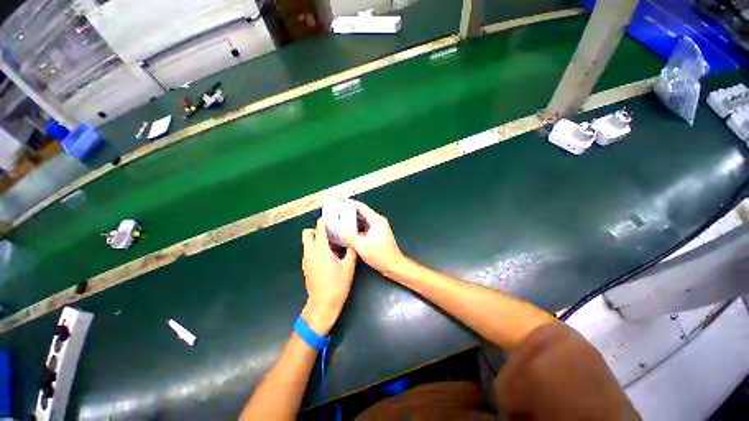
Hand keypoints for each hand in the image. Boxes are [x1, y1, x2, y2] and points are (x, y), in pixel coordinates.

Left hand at [301, 218, 356, 334]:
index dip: (324, 220)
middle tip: (331, 231)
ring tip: (332, 242)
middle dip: (317, 229)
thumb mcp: (348, 266)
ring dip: (317, 239)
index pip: (318, 228)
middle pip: (307, 233)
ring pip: (307, 242)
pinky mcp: (306, 267)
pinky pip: (309, 251)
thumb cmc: (337, 284)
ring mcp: (306, 260)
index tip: (332, 217)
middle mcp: (310, 252)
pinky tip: (329, 254)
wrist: (323, 304)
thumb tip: (353, 241)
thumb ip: (351, 250)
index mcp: (320, 249)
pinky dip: (316, 247)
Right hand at [340, 200, 406, 275]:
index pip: (361, 207)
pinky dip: (356, 226)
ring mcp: (378, 227)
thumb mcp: (362, 246)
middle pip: (362, 212)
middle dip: (349, 211)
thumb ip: (349, 235)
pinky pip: (365, 225)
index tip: (339, 201)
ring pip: (363, 219)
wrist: (393, 265)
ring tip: (339, 219)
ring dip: (352, 219)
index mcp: (376, 220)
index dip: (349, 203)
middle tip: (336, 211)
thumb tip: (338, 227)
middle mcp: (378, 220)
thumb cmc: (380, 255)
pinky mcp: (377, 233)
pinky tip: (348, 229)